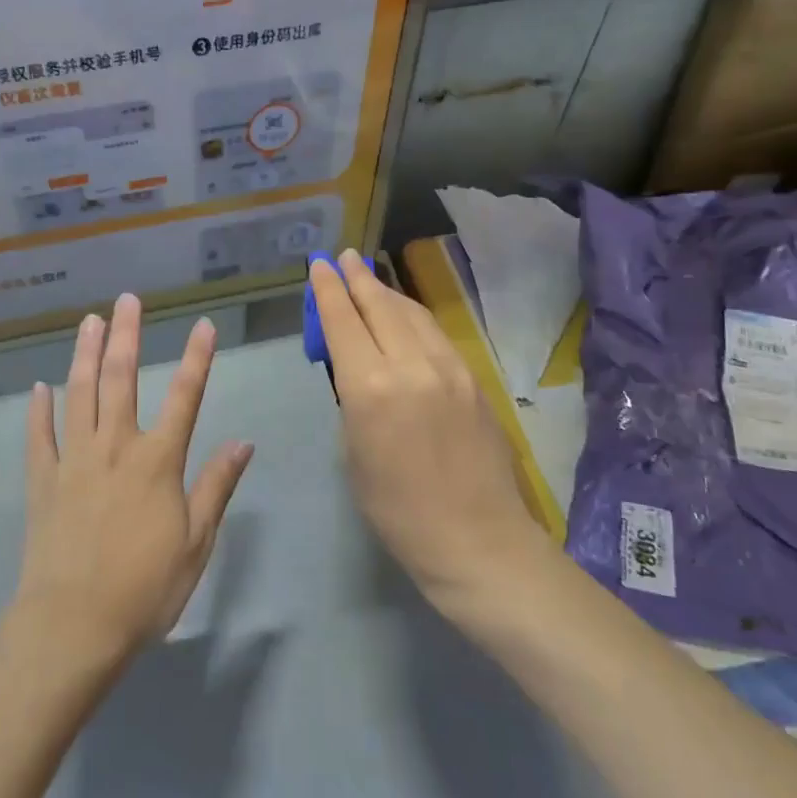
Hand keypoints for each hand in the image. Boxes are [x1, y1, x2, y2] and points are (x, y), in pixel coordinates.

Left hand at [15, 294, 253, 667]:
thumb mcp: (196, 543)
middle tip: (127, 300)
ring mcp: (74, 460)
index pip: (185, 397)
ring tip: (89, 322)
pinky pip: (39, 437)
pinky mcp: (42, 481)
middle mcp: (115, 447)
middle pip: (121, 380)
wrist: (73, 625)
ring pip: (79, 394)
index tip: (203, 324)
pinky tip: (39, 387)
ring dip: (84, 354)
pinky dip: (38, 410)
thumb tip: (243, 442)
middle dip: (127, 336)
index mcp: (157, 461)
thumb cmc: (144, 588)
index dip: (197, 359)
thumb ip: (216, 487)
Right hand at [309, 251, 539, 615]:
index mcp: (370, 388)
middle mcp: (410, 365)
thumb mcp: (354, 453)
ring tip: (369, 277)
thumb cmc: (398, 511)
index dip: (328, 290)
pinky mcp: (473, 379)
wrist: (477, 540)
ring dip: (387, 291)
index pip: (343, 322)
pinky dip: (413, 316)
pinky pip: (435, 334)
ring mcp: (449, 369)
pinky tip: (405, 315)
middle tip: (343, 257)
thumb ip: (352, 400)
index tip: (318, 265)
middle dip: (357, 278)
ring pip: (412, 313)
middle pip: (379, 306)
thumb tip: (355, 370)